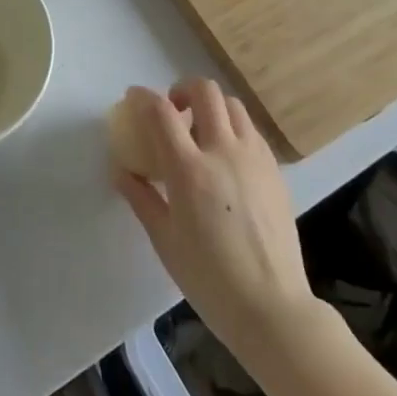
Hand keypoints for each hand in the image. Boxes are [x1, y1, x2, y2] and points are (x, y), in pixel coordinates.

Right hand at [110, 79, 315, 352]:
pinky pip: (251, 130)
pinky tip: (225, 157)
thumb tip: (121, 170)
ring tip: (200, 132)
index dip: (142, 97)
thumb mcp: (164, 239)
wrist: (271, 306)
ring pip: (232, 105)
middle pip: (204, 92)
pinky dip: (233, 127)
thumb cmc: (208, 278)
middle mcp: (223, 152)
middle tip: (172, 110)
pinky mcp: (275, 170)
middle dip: (181, 89)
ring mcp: (254, 157)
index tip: (133, 97)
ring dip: (211, 107)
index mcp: (189, 170)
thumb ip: (141, 197)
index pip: (160, 112)